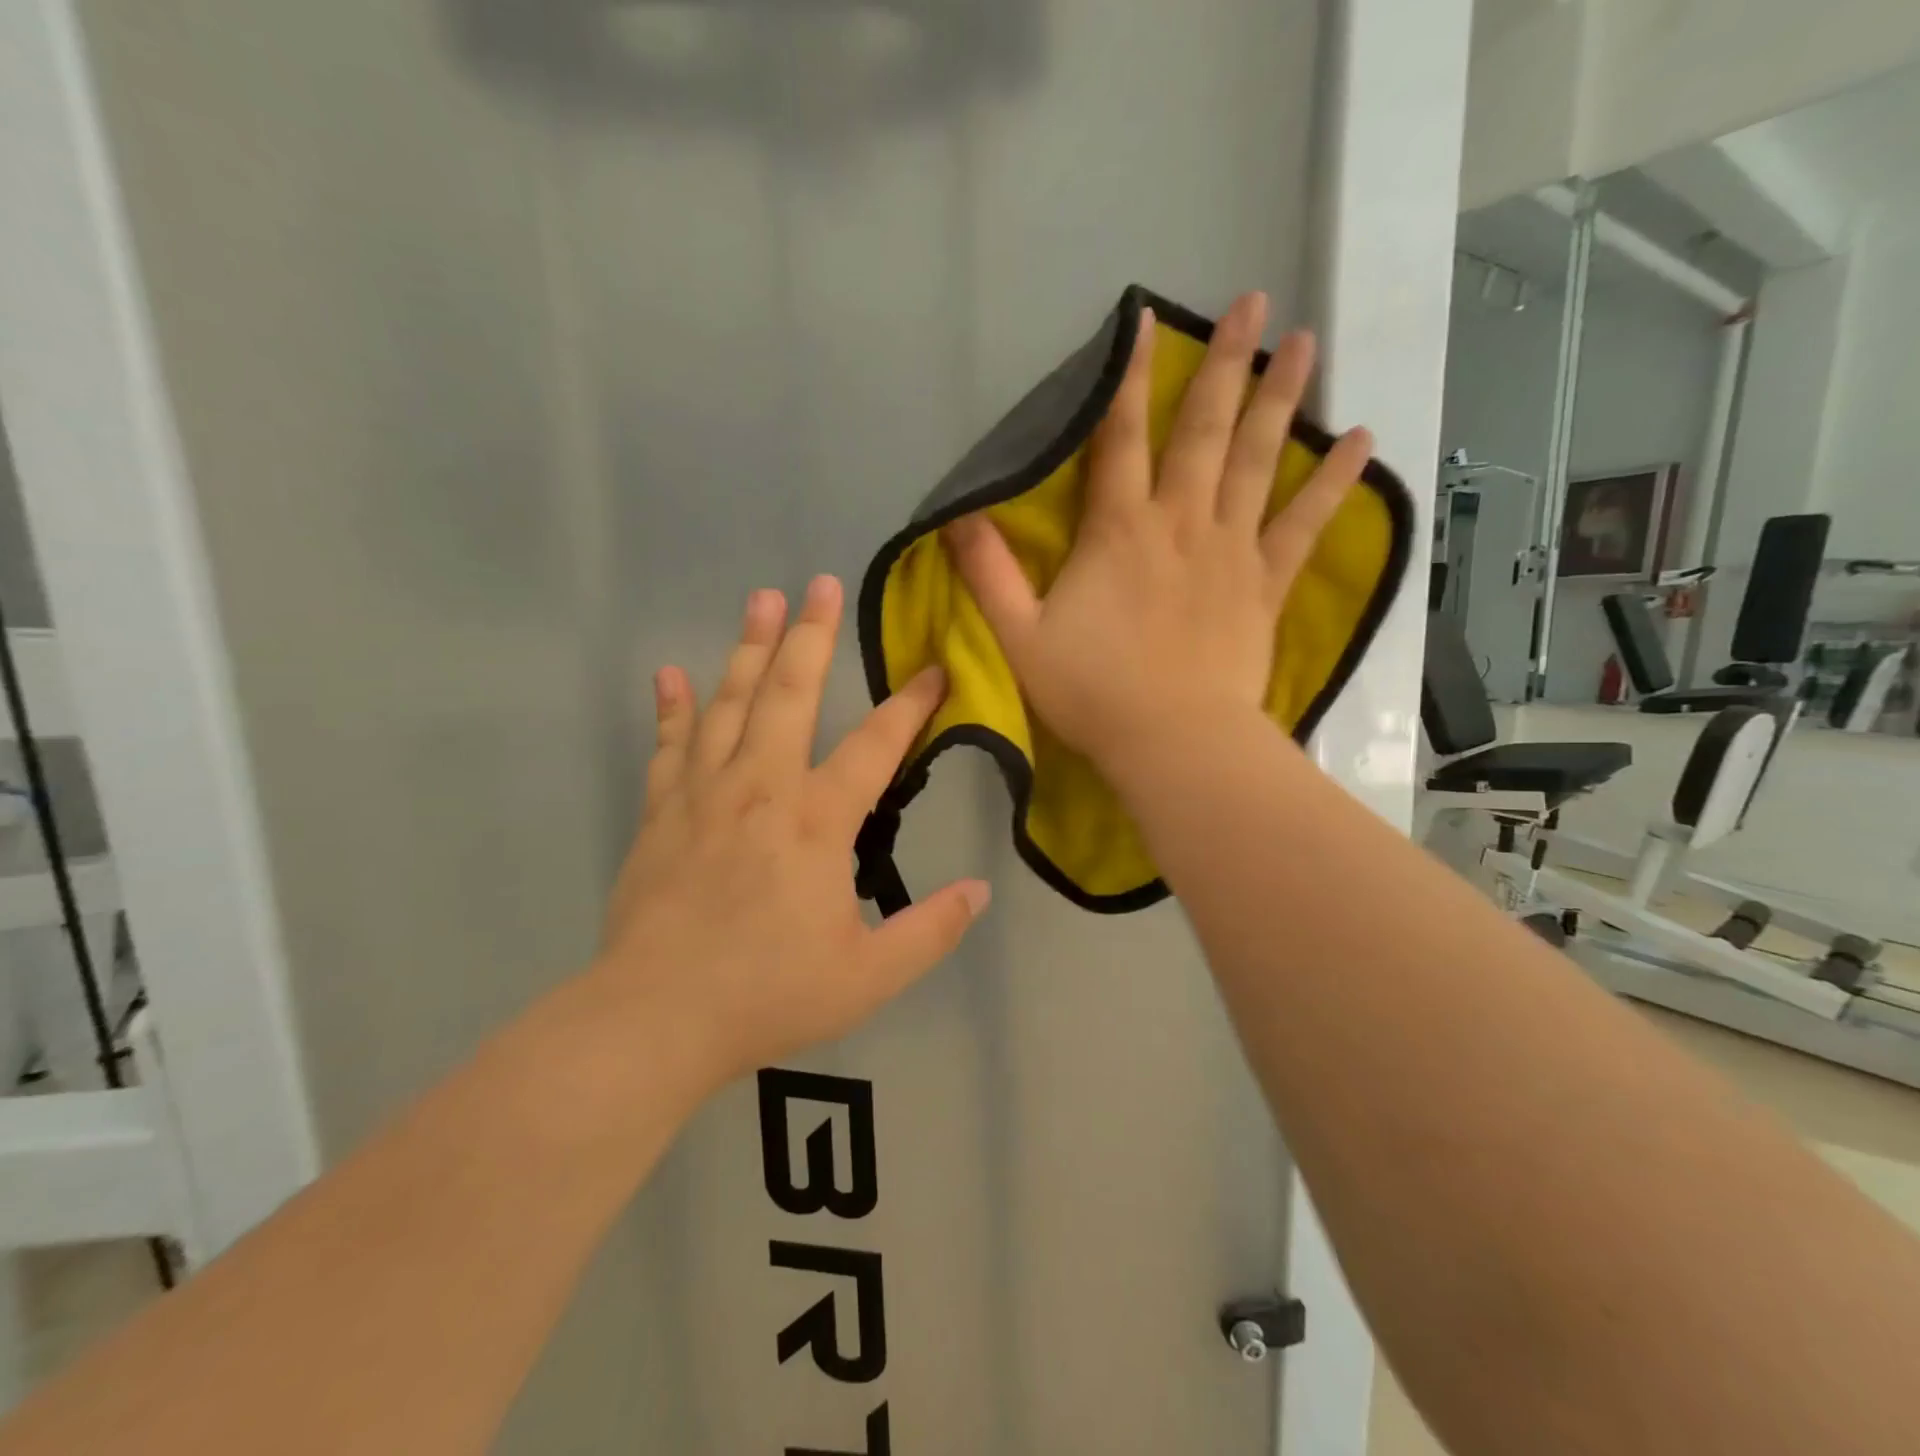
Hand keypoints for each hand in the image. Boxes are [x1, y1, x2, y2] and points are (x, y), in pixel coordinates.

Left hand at [594, 576, 989, 1086]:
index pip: (877, 746)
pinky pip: (669, 745)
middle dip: (810, 636)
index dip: (912, 704)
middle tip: (819, 584)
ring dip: (749, 649)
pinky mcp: (661, 812)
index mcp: (818, 822)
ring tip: (761, 600)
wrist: (656, 1018)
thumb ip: (931, 930)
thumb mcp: (870, 975)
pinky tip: (670, 674)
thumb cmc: (769, 994)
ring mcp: (705, 794)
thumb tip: (981, 891)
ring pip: (730, 704)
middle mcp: (763, 788)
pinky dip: (671, 707)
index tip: (935, 669)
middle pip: (791, 695)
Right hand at [942, 291, 1372, 773]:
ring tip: (1305, 341)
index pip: (1120, 438)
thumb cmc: (1092, 692)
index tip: (1145, 320)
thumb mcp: (1021, 637)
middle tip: (1255, 302)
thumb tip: (959, 517)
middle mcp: (1180, 523)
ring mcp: (1231, 551)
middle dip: (1226, 364)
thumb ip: (989, 575)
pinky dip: (1335, 482)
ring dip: (1281, 399)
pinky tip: (1363, 439)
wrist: (1172, 742)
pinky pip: (1305, 524)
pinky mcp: (1265, 585)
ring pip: (1260, 461)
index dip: (1129, 379)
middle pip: (1205, 432)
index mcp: (1119, 532)